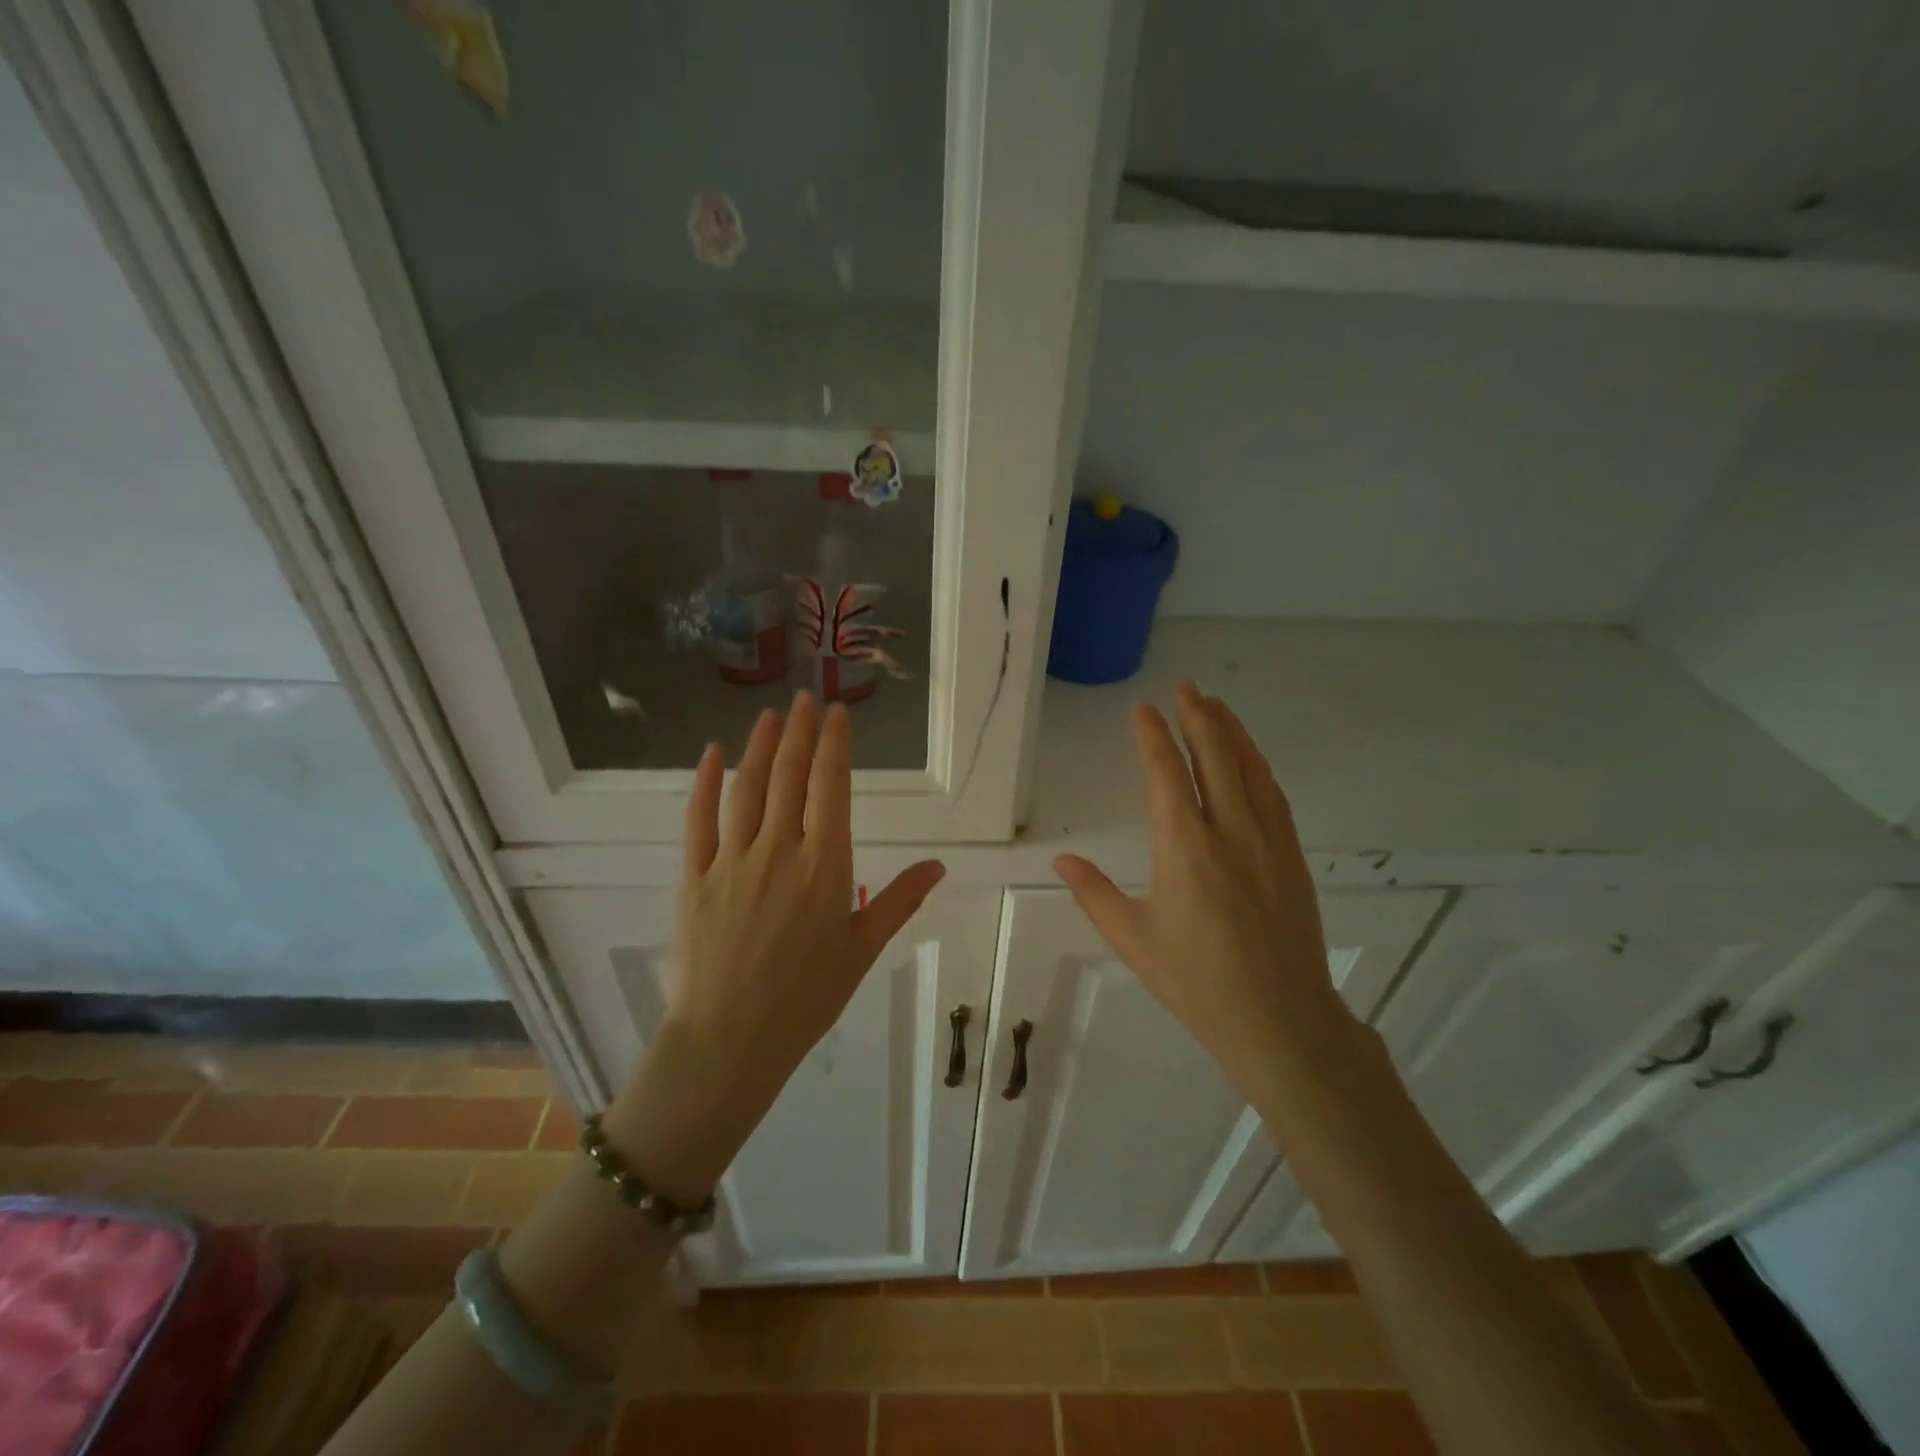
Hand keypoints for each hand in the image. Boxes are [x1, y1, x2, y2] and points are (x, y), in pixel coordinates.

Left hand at [606, 695, 944, 1198]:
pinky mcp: (695, 875)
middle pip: (790, 776)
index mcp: (825, 865)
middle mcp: (779, 849)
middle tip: (807, 698)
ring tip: (771, 715)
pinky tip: (711, 755)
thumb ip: (899, 900)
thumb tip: (939, 865)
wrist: (731, 1040)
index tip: (838, 713)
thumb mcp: (863, 949)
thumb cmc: (806, 997)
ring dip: (761, 746)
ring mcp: (733, 859)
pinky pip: (699, 819)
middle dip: (801, 732)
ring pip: (748, 788)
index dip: (835, 745)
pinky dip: (704, 783)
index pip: (831, 787)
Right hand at [1054, 683, 1358, 1099]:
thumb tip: (1062, 859)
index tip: (1142, 709)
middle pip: (1214, 755)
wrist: (1280, 1019)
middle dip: (1198, 715)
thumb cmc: (1196, 981)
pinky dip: (1256, 763)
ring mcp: (1268, 840)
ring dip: (1231, 730)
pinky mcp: (1291, 854)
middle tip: (1184, 686)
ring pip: (1249, 768)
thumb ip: (1094, 893)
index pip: (1166, 773)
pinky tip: (1249, 757)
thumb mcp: (1133, 939)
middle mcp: (1229, 831)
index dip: (1153, 735)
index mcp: (1184, 848)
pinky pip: (1272, 793)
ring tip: (1215, 703)